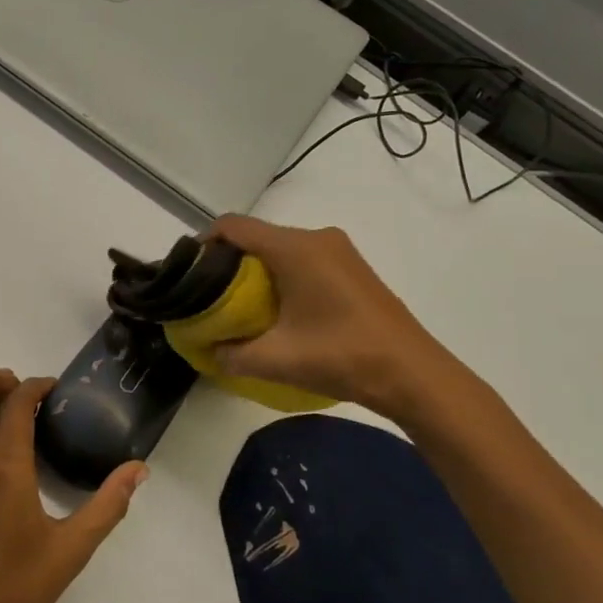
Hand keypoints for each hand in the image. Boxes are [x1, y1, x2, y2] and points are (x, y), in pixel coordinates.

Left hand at [0, 369, 146, 602]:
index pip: (16, 401)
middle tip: (26, 396)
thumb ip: (107, 505)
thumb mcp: (70, 553)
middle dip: (1, 377)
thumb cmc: (13, 596)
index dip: (36, 385)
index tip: (53, 390)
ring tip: (0, 405)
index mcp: (5, 468)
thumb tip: (139, 469)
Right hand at [207, 216, 477, 425]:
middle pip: (256, 237)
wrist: (414, 374)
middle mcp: (316, 238)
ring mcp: (338, 251)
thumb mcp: (276, 360)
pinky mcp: (351, 268)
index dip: (203, 243)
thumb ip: (231, 354)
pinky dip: (280, 277)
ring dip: (255, 272)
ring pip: (280, 249)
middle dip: (228, 263)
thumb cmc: (342, 356)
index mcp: (295, 248)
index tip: (188, 274)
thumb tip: (210, 350)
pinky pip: (302, 260)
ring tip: (239, 308)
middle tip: (210, 297)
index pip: (233, 227)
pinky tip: (278, 311)